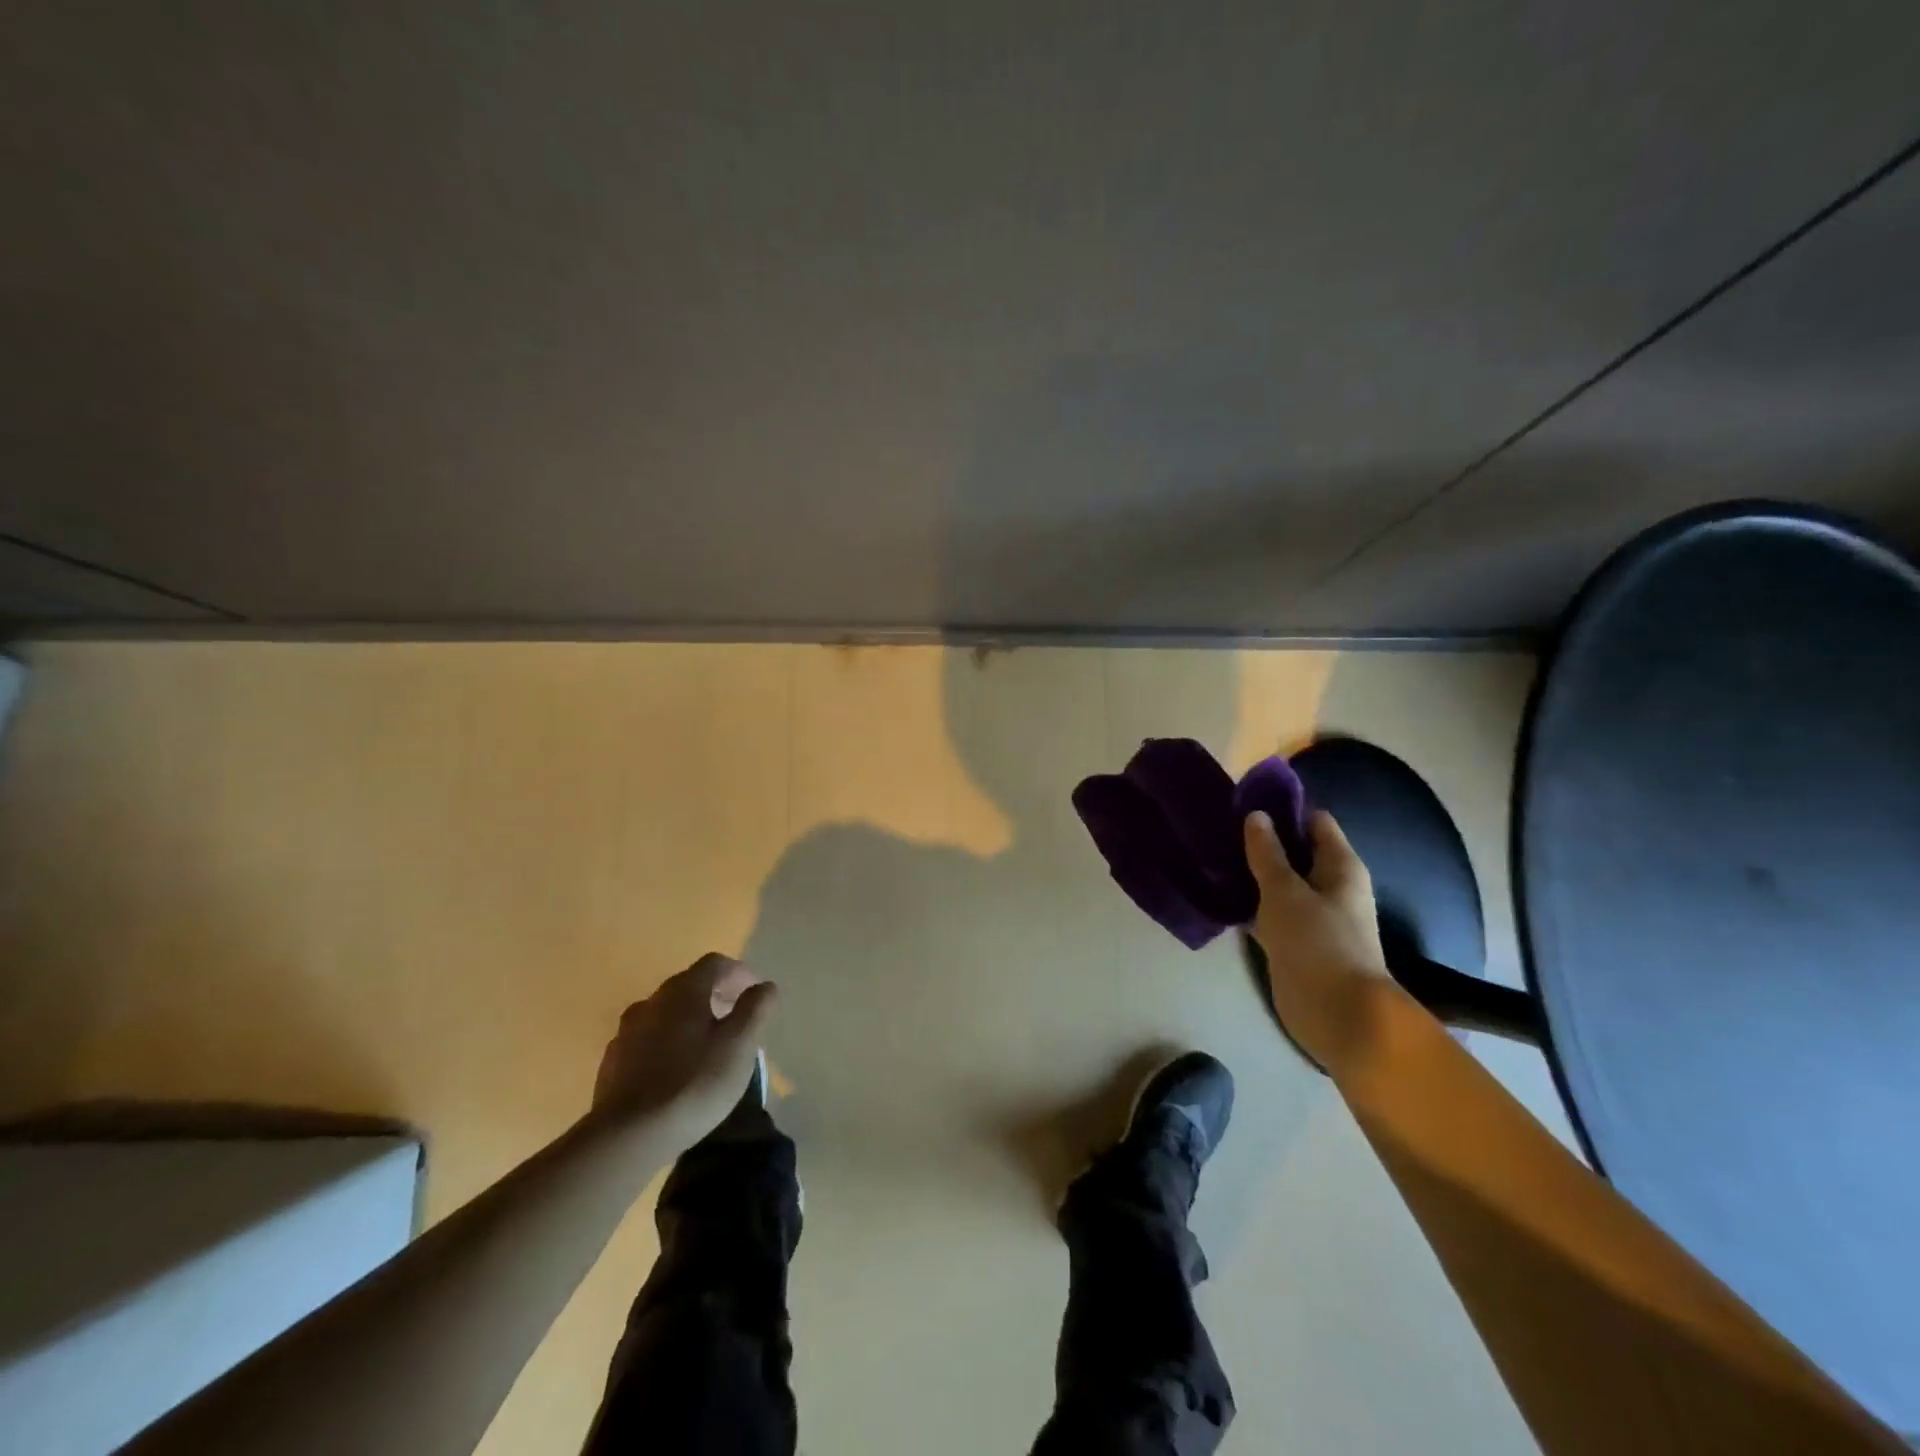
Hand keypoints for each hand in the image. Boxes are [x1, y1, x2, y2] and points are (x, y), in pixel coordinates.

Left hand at [590, 953, 776, 1144]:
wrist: (627, 1136)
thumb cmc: (694, 1083)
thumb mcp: (739, 1045)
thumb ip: (755, 1009)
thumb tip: (765, 986)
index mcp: (683, 992)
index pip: (714, 964)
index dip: (739, 972)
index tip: (755, 991)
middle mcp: (652, 1002)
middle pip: (688, 985)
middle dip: (716, 994)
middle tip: (736, 1018)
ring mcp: (626, 1032)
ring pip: (666, 1013)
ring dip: (689, 1019)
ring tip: (707, 1045)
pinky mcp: (613, 1063)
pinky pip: (647, 1040)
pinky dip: (667, 1043)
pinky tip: (676, 1069)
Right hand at [1244, 809, 1394, 1072]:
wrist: (1338, 1014)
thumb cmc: (1317, 942)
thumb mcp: (1285, 891)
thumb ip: (1267, 853)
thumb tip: (1256, 816)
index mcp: (1340, 867)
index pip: (1315, 822)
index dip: (1284, 810)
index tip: (1245, 803)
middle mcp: (1330, 887)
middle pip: (1296, 852)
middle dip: (1262, 841)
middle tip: (1221, 830)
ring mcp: (1313, 916)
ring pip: (1280, 884)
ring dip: (1254, 874)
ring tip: (1214, 858)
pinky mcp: (1296, 942)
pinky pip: (1271, 912)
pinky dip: (1251, 904)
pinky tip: (1221, 896)